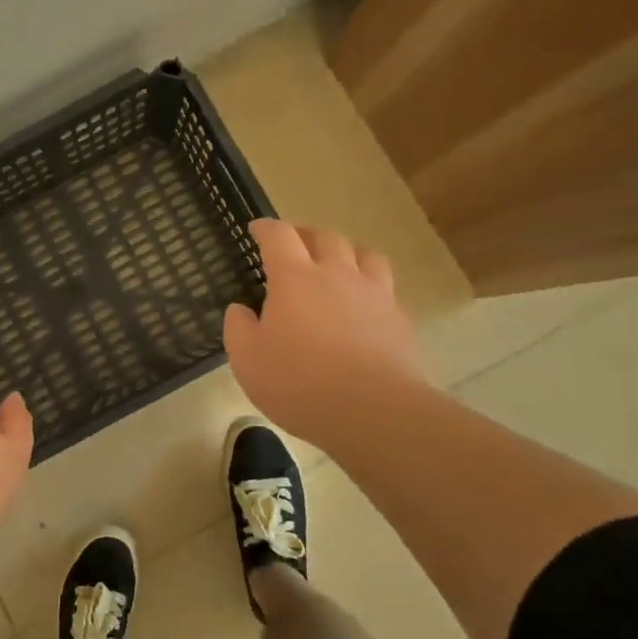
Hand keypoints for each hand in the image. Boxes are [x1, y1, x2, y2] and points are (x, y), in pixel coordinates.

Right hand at [224, 219, 427, 451]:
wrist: (372, 410)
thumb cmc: (298, 382)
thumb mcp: (247, 359)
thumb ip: (238, 328)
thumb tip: (241, 309)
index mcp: (295, 278)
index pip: (279, 236)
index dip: (266, 228)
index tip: (257, 229)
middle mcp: (336, 274)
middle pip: (325, 237)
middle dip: (306, 234)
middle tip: (295, 244)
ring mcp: (373, 294)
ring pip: (363, 254)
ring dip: (345, 251)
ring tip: (337, 262)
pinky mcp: (399, 318)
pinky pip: (385, 287)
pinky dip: (370, 284)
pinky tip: (364, 302)